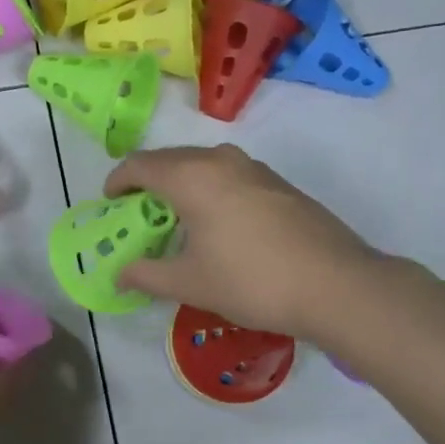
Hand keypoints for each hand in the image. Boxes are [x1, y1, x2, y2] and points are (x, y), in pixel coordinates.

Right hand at [104, 144, 395, 340]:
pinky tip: (219, 222)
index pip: (141, 164)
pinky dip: (211, 189)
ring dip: (182, 183)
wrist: (336, 284)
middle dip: (148, 180)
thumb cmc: (251, 281)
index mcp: (192, 177)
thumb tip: (118, 274)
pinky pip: (230, 175)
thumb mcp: (190, 283)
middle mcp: (222, 160)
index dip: (118, 180)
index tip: (109, 201)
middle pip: (171, 159)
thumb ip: (146, 274)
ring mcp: (256, 169)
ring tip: (177, 216)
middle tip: (138, 211)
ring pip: (204, 164)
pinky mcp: (280, 184)